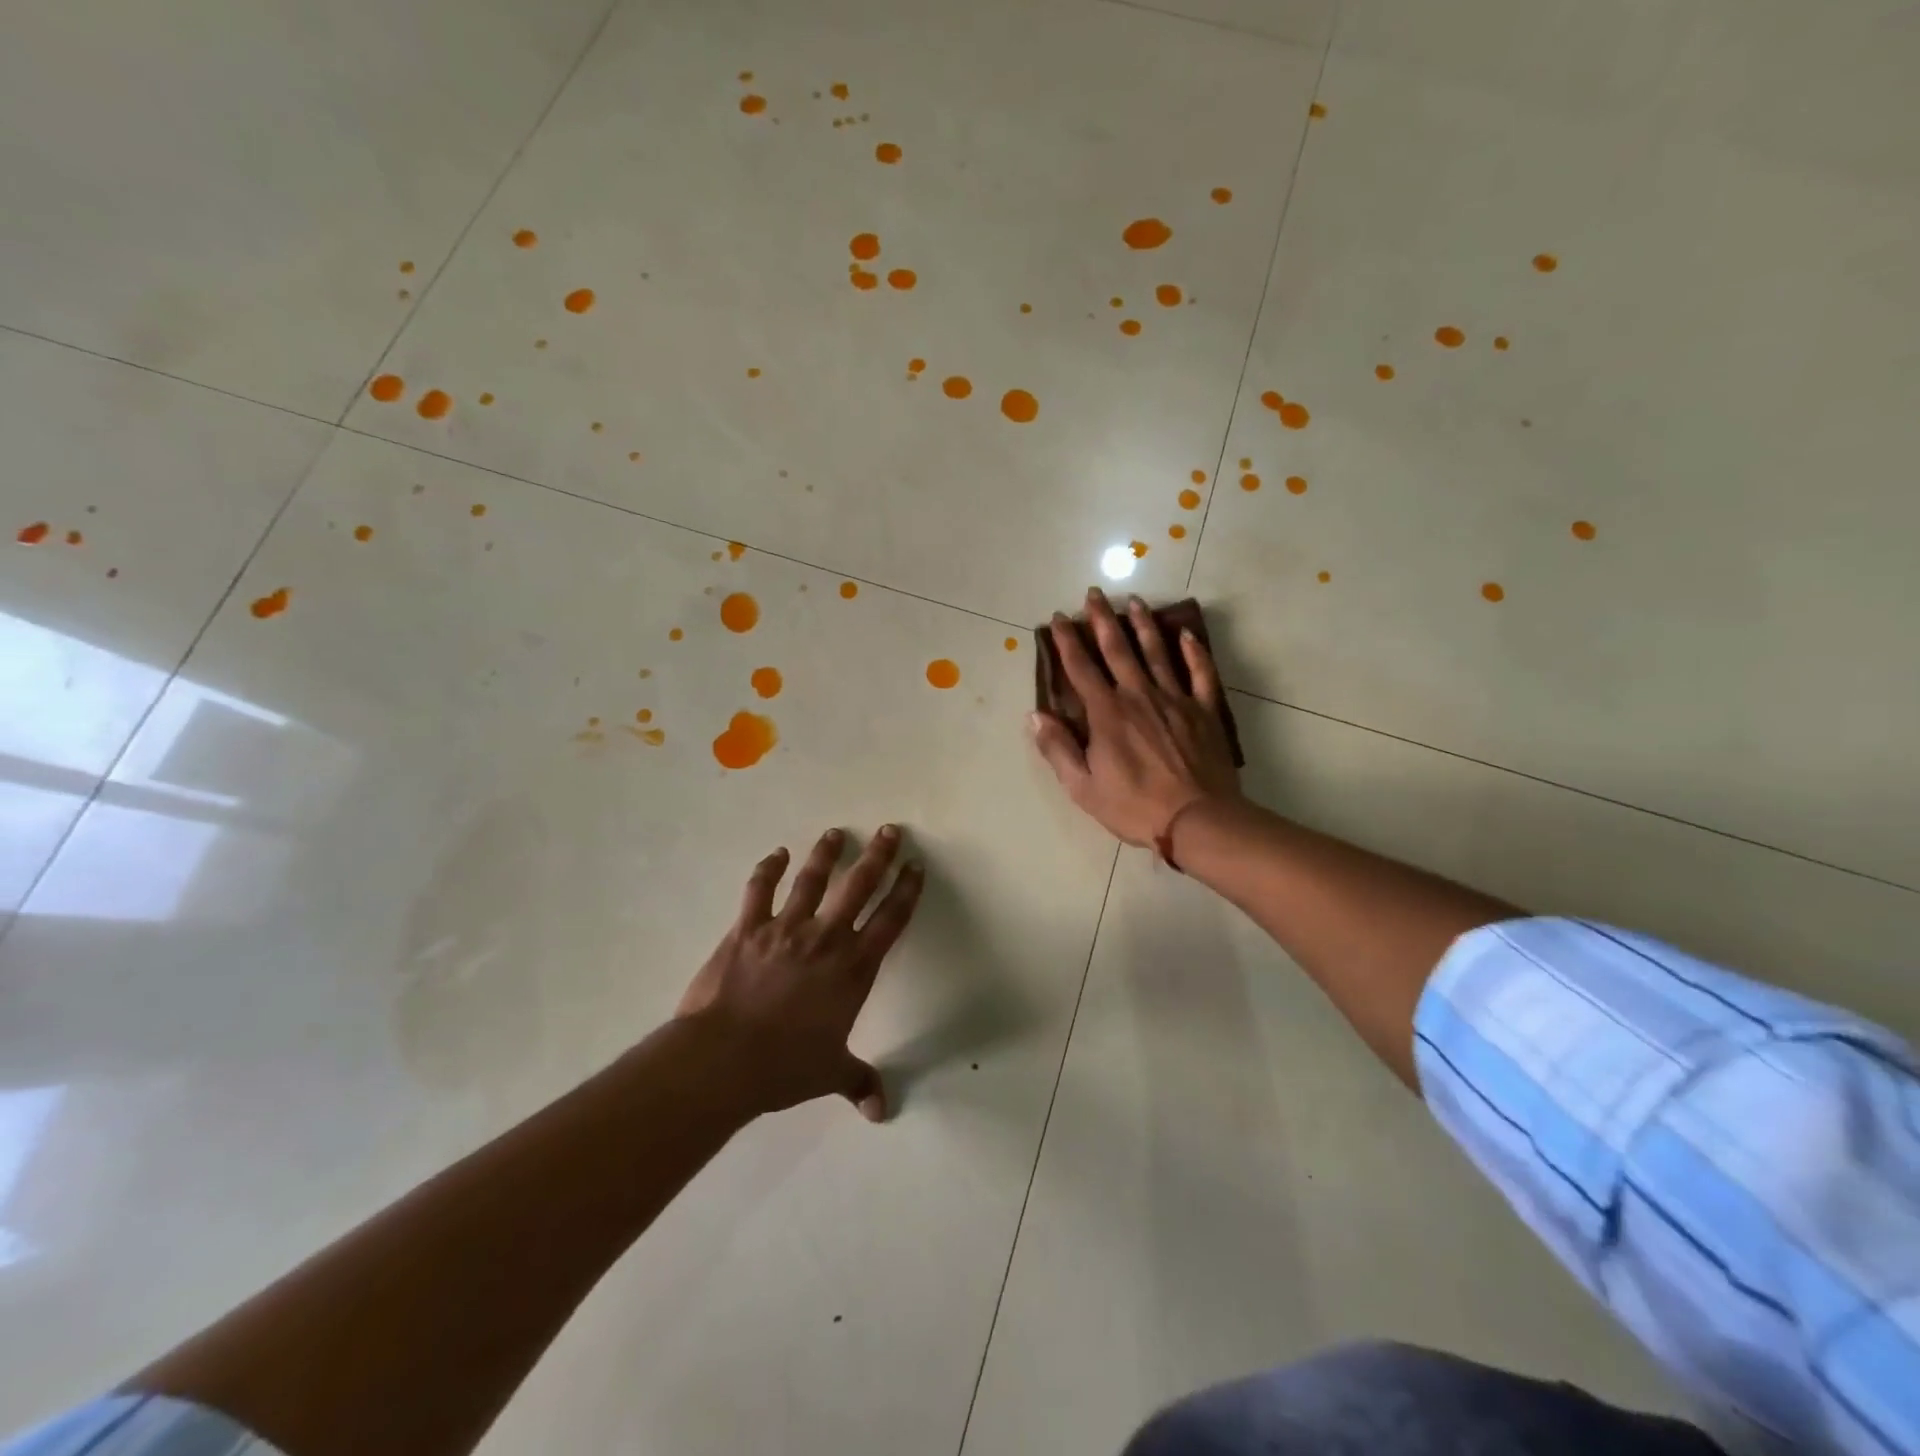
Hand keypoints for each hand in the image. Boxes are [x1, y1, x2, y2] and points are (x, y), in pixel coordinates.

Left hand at [676, 826, 922, 1122]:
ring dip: (826, 853)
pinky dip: (768, 869)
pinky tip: (777, 854)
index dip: (906, 891)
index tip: (915, 866)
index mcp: (854, 969)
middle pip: (859, 886)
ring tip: (836, 833)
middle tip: (889, 830)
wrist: (724, 1059)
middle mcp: (826, 939)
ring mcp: (786, 929)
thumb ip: (858, 1082)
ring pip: (813, 879)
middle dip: (877, 856)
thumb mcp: (829, 1074)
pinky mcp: (748, 928)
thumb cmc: (785, 1066)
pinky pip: (760, 890)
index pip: (890, 920)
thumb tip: (880, 1112)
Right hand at [1031, 588, 1239, 847]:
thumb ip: (1058, 748)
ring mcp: (1175, 699)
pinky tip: (1187, 634)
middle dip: (1103, 619)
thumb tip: (1035, 715)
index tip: (1059, 618)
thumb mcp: (1082, 786)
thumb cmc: (1134, 806)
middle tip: (1094, 593)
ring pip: (1156, 652)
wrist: (1197, 819)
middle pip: (1117, 649)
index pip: (1080, 668)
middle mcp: (1138, 695)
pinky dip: (1194, 652)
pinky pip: (1199, 673)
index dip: (1068, 641)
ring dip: (1143, 624)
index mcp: (1107, 713)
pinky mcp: (1203, 710)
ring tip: (1135, 601)